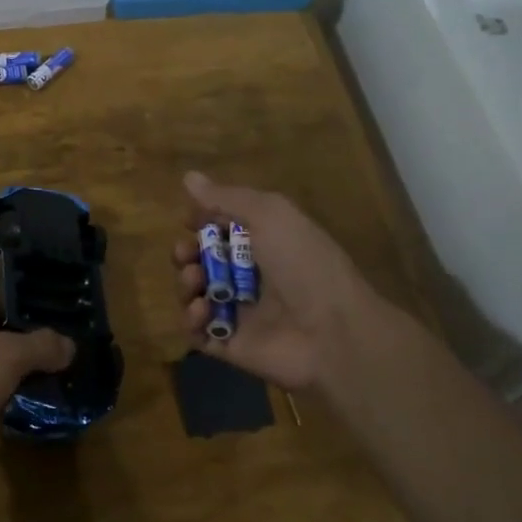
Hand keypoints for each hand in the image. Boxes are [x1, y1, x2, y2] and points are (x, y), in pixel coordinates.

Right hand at [173, 172, 417, 392]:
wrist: (335, 334)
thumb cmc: (304, 264)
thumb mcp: (270, 214)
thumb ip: (227, 197)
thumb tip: (188, 176)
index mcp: (265, 242)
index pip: (223, 227)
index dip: (202, 221)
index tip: (188, 219)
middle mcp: (251, 275)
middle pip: (203, 260)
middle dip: (186, 253)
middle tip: (186, 254)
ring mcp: (240, 312)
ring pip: (196, 294)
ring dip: (186, 283)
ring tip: (195, 281)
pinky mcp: (231, 344)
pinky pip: (197, 332)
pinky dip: (190, 320)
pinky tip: (201, 311)